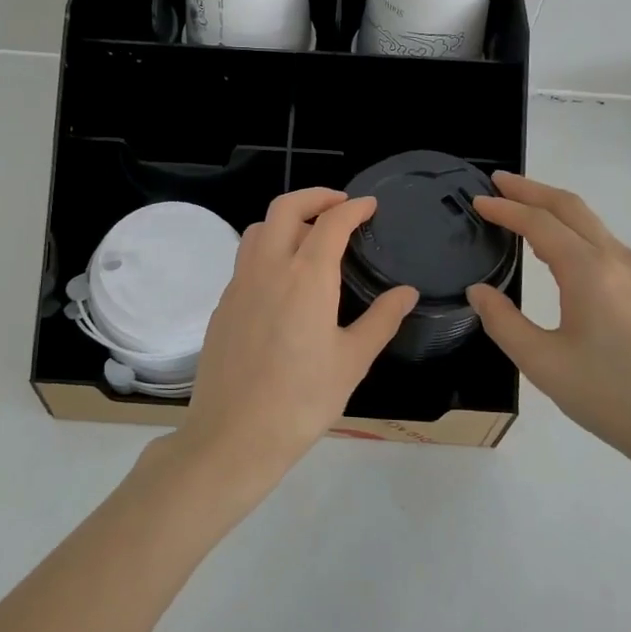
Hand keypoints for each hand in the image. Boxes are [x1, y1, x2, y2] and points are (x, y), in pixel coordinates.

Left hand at [176, 188, 417, 488]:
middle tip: (340, 204)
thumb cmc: (302, 400)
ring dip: (286, 219)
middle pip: (285, 208)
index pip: (331, 222)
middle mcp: (268, 268)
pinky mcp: (223, 305)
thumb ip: (381, 320)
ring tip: (310, 236)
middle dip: (315, 196)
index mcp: (306, 277)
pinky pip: (245, 259)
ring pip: (259, 229)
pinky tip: (283, 279)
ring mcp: (239, 285)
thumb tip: (407, 292)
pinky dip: (268, 249)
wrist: (234, 435)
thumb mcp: (352, 361)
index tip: (370, 205)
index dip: (354, 208)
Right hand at [465, 172, 630, 479]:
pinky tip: (559, 250)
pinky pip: (605, 243)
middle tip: (498, 181)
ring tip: (522, 209)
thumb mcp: (543, 364)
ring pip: (592, 223)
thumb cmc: (612, 398)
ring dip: (554, 208)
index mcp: (590, 272)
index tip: (477, 201)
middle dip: (532, 189)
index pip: (539, 223)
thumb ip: (504, 322)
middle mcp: (619, 260)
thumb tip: (479, 291)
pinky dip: (574, 230)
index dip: (506, 208)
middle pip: (571, 207)